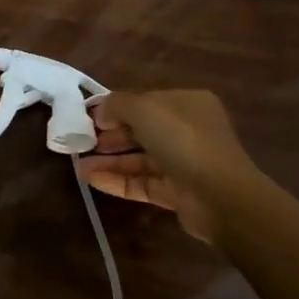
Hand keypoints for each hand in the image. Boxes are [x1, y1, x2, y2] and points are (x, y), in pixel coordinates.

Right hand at [78, 89, 264, 243]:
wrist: (220, 196)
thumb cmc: (183, 140)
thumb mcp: (144, 109)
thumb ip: (116, 105)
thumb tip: (99, 112)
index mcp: (186, 104)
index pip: (144, 102)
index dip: (114, 109)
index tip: (87, 118)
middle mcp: (187, 131)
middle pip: (140, 131)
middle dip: (109, 136)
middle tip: (81, 142)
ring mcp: (182, 163)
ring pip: (138, 159)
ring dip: (108, 161)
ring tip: (78, 165)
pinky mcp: (176, 192)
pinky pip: (141, 182)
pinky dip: (116, 180)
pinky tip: (91, 179)